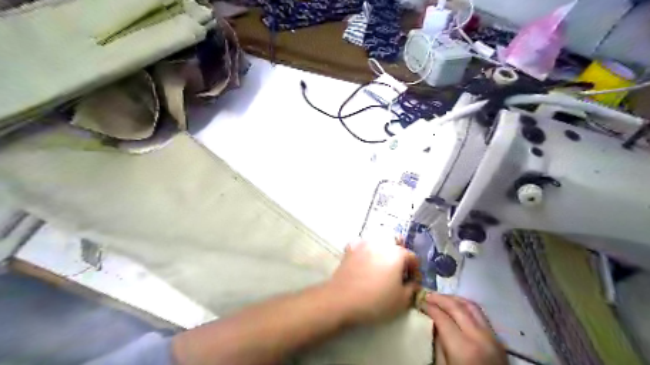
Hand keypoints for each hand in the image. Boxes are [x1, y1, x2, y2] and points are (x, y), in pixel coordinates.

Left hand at [325, 238, 420, 326]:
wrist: (342, 299)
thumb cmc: (376, 300)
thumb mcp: (402, 301)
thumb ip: (412, 288)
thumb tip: (413, 282)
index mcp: (397, 253)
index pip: (412, 257)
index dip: (415, 270)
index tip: (412, 281)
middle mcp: (381, 243)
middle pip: (396, 245)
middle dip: (400, 256)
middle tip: (397, 271)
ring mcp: (364, 243)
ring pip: (379, 241)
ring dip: (383, 250)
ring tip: (381, 265)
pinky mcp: (350, 248)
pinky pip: (362, 244)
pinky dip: (366, 249)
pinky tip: (365, 259)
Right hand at [422, 294, 507, 364]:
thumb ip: (439, 342)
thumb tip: (432, 321)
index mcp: (464, 348)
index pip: (442, 317)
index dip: (428, 306)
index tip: (418, 300)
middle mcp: (480, 337)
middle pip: (456, 307)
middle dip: (439, 298)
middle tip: (426, 295)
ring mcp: (492, 337)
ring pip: (471, 305)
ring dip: (454, 299)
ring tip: (440, 298)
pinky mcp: (498, 339)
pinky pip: (480, 314)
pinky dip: (465, 307)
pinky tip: (456, 308)